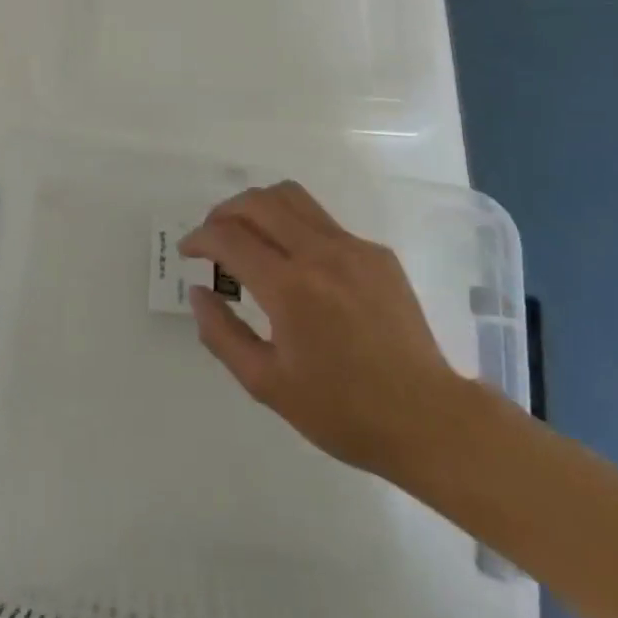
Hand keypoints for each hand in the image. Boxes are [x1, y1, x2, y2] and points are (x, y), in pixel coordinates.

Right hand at [179, 181, 473, 488]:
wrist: (428, 420)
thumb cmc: (343, 412)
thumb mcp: (268, 386)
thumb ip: (222, 335)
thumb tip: (200, 292)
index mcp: (290, 288)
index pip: (230, 238)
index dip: (200, 238)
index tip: (189, 251)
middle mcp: (319, 253)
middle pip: (258, 202)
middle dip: (224, 212)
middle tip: (214, 238)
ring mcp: (352, 247)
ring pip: (292, 197)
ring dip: (259, 207)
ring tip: (250, 234)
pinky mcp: (376, 252)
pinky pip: (324, 222)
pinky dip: (296, 229)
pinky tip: (300, 266)